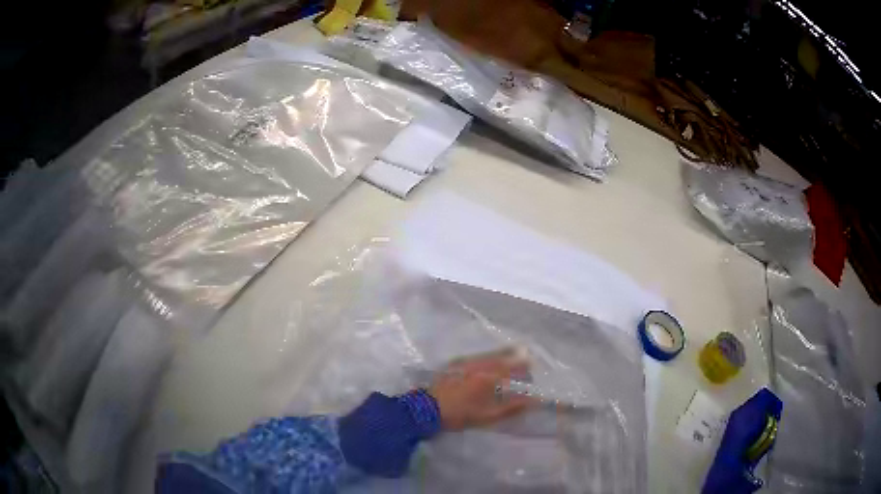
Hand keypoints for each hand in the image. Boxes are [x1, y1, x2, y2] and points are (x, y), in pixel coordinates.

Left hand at [428, 348, 534, 430]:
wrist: (426, 409)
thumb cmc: (458, 414)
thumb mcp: (487, 415)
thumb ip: (511, 407)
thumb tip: (533, 400)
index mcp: (487, 376)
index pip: (512, 367)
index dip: (523, 367)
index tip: (532, 368)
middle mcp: (478, 364)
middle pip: (501, 356)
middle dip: (514, 357)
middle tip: (525, 359)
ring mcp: (464, 362)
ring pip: (488, 355)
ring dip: (501, 355)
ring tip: (511, 357)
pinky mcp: (454, 364)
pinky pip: (477, 356)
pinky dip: (487, 357)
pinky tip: (488, 362)